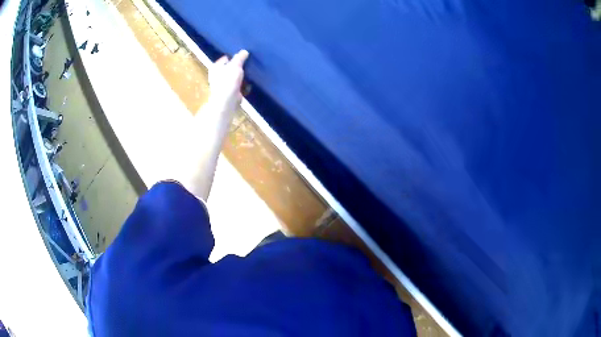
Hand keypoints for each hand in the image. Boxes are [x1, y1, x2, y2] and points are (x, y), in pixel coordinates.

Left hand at [208, 50, 248, 113]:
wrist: (226, 101)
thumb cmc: (228, 81)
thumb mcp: (236, 65)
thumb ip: (240, 58)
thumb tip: (244, 51)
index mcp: (216, 67)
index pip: (226, 58)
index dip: (235, 57)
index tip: (244, 58)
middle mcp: (217, 75)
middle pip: (230, 68)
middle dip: (239, 67)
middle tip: (248, 65)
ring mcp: (222, 85)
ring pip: (234, 77)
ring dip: (241, 76)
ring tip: (250, 73)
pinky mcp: (228, 93)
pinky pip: (237, 86)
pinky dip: (242, 85)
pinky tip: (248, 84)